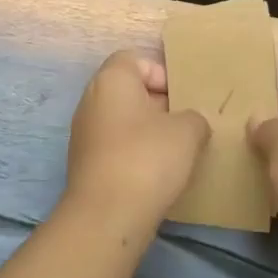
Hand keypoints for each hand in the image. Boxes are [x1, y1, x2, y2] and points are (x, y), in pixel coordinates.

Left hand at [62, 49, 209, 237]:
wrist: (107, 217)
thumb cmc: (148, 158)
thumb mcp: (188, 131)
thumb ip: (194, 117)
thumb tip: (190, 123)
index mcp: (111, 80)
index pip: (135, 59)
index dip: (161, 73)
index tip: (182, 97)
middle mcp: (91, 100)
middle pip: (129, 90)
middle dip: (159, 103)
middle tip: (186, 123)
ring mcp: (84, 134)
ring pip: (123, 120)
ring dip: (148, 131)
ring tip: (176, 150)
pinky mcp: (85, 165)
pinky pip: (115, 146)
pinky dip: (135, 153)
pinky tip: (157, 173)